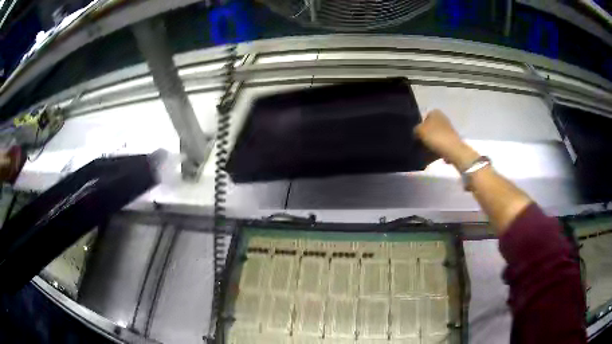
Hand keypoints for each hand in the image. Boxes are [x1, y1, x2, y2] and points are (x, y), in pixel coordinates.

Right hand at [414, 109, 477, 169]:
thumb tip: (416, 132)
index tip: (416, 135)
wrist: (453, 150)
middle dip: (425, 134)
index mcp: (435, 112)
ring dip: (431, 141)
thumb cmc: (435, 137)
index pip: (423, 117)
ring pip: (435, 135)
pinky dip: (438, 147)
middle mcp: (443, 117)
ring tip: (426, 150)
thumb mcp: (419, 131)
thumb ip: (415, 129)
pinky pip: (441, 142)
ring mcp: (449, 128)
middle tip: (420, 143)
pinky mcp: (452, 139)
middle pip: (430, 126)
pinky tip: (434, 153)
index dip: (419, 126)